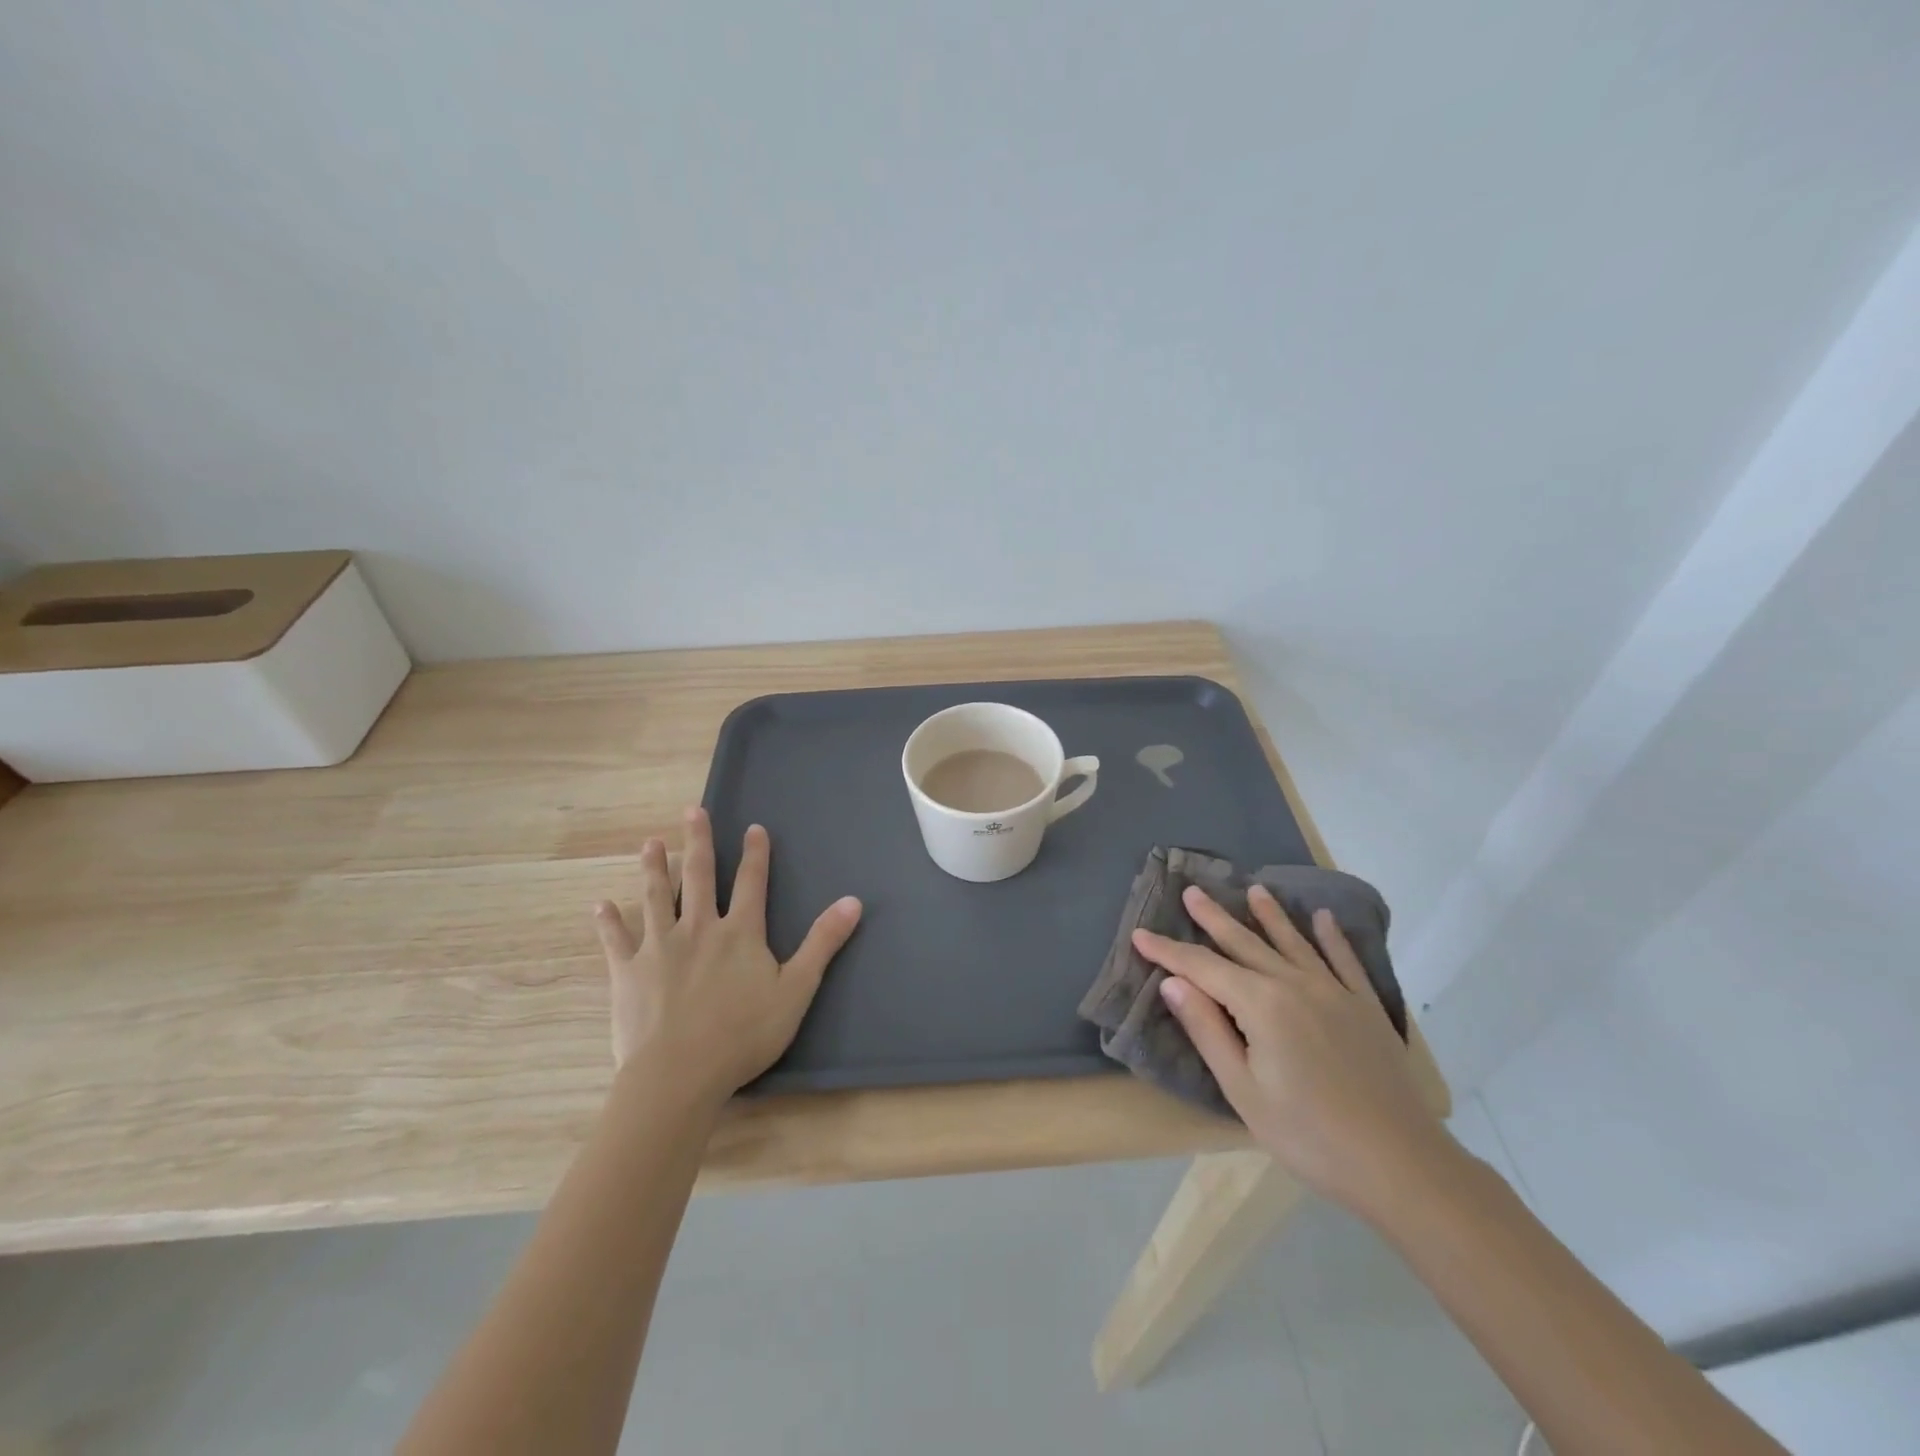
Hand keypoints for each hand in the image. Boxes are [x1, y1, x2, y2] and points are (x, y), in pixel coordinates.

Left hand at [592, 807, 861, 1105]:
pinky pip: (616, 940)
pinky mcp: (628, 972)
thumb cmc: (743, 1034)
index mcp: (740, 932)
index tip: (753, 827)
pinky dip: (609, 922)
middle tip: (692, 811)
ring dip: (654, 868)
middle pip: (698, 876)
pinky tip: (601, 905)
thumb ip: (823, 943)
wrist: (679, 1074)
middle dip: (697, 841)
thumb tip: (853, 901)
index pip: (751, 882)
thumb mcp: (796, 989)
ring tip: (651, 843)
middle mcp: (698, 928)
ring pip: (656, 897)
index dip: (755, 854)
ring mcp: (659, 947)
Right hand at [1133, 884, 1454, 1220]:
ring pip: (1293, 943)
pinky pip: (1344, 961)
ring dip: (1269, 916)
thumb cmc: (1309, 1135)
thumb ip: (1207, 1030)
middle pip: (1245, 943)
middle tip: (1191, 891)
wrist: (1401, 1165)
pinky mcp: (1365, 1008)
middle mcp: (1296, 985)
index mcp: (1261, 1005)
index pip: (1203, 968)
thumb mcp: (1243, 1090)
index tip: (1140, 934)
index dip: (1168, 951)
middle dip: (1214, 918)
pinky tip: (1324, 919)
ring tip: (1253, 891)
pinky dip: (1332, 938)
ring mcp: (1335, 993)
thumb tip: (1173, 983)